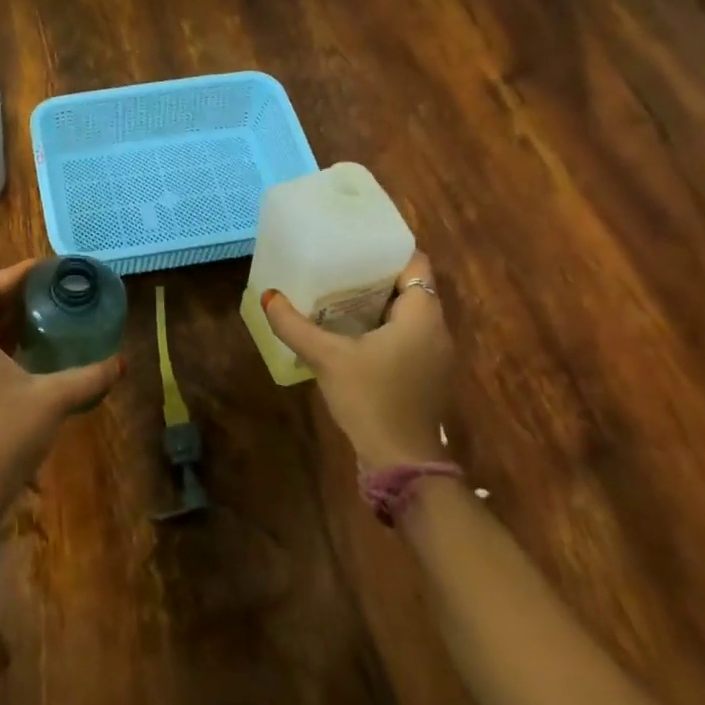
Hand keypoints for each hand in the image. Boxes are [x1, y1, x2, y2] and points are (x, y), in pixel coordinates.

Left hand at [0, 259, 122, 513]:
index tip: (44, 268)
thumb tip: (122, 362)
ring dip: (9, 324)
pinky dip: (4, 347)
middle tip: (51, 291)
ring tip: (47, 318)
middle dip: (15, 297)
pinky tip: (33, 357)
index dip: (13, 274)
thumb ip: (89, 377)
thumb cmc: (5, 434)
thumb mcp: (52, 399)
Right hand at [261, 251, 454, 467]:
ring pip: (408, 313)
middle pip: (410, 287)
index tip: (356, 243)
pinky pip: (407, 335)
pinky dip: (384, 327)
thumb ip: (295, 326)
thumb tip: (267, 296)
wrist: (401, 461)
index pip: (416, 264)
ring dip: (379, 303)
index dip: (389, 249)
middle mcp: (436, 330)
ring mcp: (434, 355)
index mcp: (422, 316)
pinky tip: (352, 332)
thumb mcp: (327, 358)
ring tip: (339, 292)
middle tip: (339, 264)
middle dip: (377, 275)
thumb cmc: (371, 399)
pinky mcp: (425, 375)